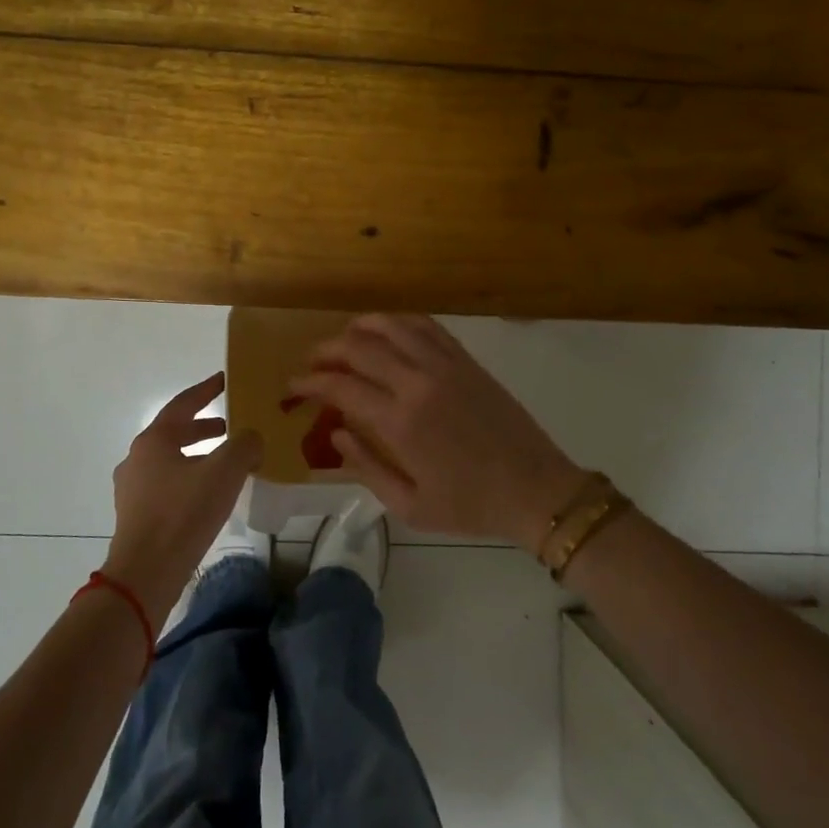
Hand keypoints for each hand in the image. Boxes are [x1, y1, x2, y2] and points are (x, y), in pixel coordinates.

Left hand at [105, 372, 262, 626]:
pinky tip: (210, 495)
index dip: (206, 390)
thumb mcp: (224, 473)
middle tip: (231, 426)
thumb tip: (252, 437)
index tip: (225, 380)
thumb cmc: (184, 513)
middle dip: (204, 427)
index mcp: (154, 440)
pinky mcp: (136, 514)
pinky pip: (167, 484)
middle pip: (175, 432)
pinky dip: (190, 478)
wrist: (146, 572)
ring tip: (227, 463)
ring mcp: (133, 488)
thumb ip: (244, 446)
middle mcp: (137, 458)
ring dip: (198, 455)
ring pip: (171, 460)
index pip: (183, 404)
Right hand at [290, 315, 584, 551]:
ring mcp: (446, 366)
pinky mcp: (467, 361)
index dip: (309, 383)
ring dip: (360, 327)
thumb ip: (366, 468)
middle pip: (359, 348)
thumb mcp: (410, 505)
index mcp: (400, 422)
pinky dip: (400, 322)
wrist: (536, 489)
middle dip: (326, 351)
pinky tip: (388, 331)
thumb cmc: (470, 506)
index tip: (293, 387)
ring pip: (393, 326)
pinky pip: (428, 327)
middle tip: (311, 363)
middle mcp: (418, 383)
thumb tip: (336, 435)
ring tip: (344, 339)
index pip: (340, 387)